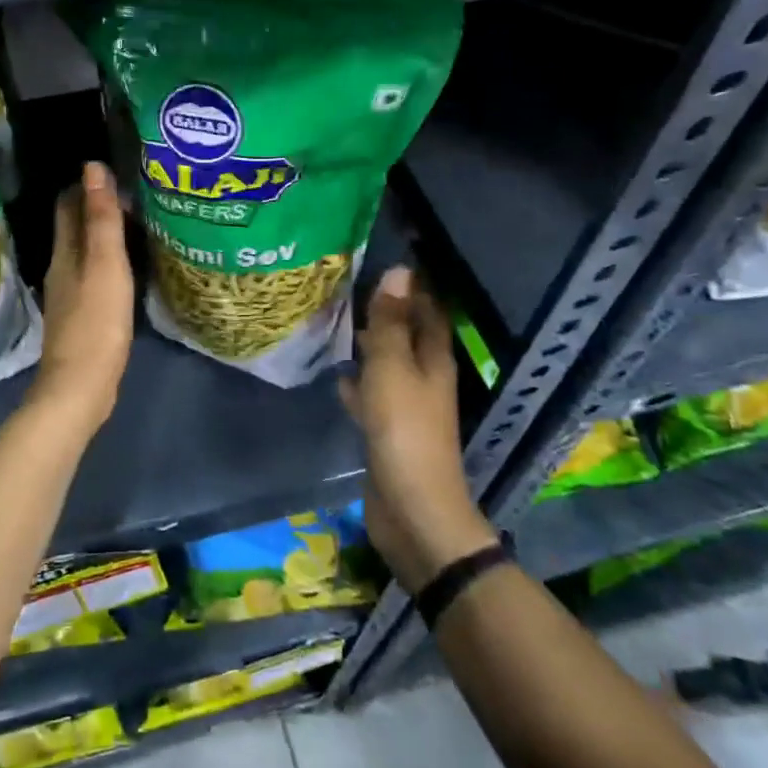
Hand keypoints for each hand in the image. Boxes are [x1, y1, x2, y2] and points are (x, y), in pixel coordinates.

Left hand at [30, 162, 133, 429]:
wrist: (81, 386)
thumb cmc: (96, 321)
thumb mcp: (105, 264)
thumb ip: (101, 218)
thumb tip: (92, 167)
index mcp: (65, 252)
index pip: (68, 205)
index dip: (86, 184)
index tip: (114, 169)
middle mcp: (61, 268)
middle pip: (74, 227)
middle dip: (95, 206)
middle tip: (132, 192)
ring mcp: (69, 295)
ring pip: (84, 252)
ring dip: (102, 235)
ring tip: (134, 223)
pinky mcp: (81, 317)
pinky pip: (93, 276)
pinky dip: (107, 262)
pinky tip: (126, 267)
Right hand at [340, 266, 496, 593]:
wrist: (411, 508)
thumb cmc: (404, 431)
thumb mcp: (393, 369)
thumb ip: (391, 323)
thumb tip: (398, 271)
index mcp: (433, 359)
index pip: (427, 309)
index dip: (411, 285)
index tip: (383, 258)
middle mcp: (424, 377)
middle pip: (407, 334)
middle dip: (384, 311)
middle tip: (346, 285)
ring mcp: (407, 405)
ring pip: (387, 363)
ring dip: (368, 344)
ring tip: (334, 321)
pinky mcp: (388, 430)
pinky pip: (372, 394)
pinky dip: (357, 382)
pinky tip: (335, 375)